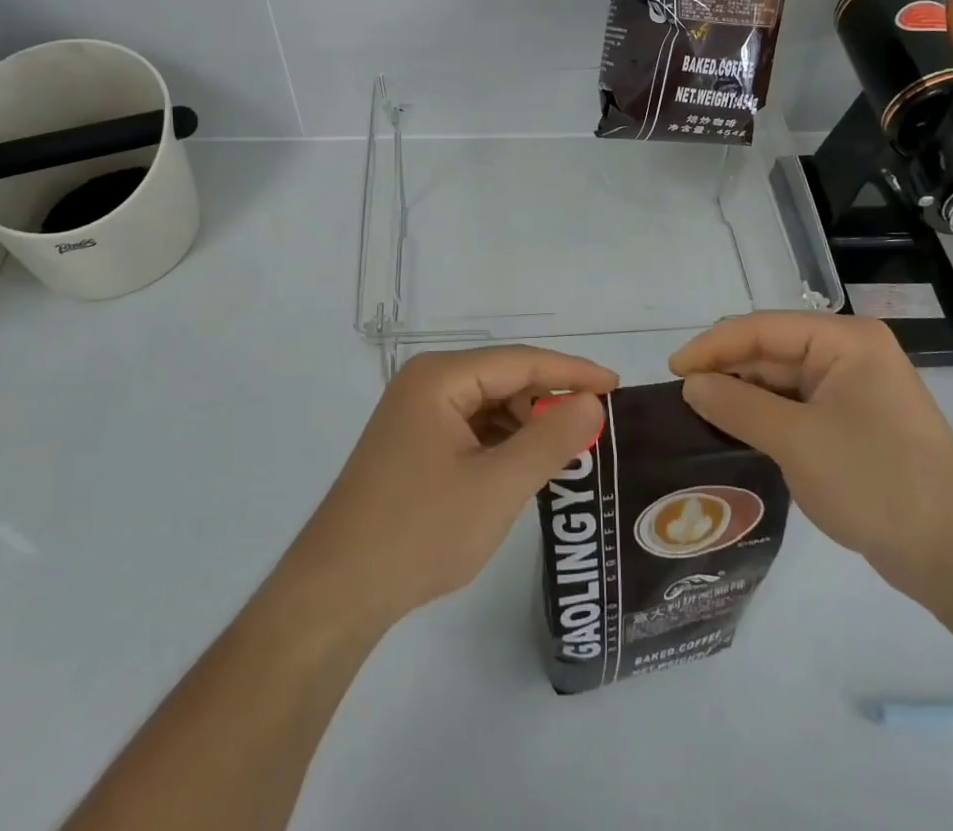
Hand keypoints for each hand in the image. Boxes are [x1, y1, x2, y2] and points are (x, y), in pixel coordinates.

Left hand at [283, 346, 615, 629]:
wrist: (337, 592)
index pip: (520, 361)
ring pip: (488, 405)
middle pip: (503, 379)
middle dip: (548, 401)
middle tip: (594, 428)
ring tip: (565, 452)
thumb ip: (549, 439)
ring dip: (525, 425)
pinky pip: (470, 429)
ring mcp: (415, 414)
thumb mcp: (497, 486)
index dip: (571, 370)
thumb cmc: (419, 531)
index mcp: (440, 377)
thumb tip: (591, 402)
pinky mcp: (412, 444)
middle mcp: (426, 383)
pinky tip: (523, 467)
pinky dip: (501, 443)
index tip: (616, 385)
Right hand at [669, 312, 952, 604]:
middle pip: (771, 349)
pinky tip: (736, 429)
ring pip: (782, 379)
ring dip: (743, 394)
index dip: (713, 345)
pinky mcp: (853, 422)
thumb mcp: (796, 441)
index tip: (672, 370)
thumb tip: (691, 384)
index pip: (762, 328)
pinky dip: (765, 415)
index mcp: (844, 340)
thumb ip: (737, 405)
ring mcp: (854, 389)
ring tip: (699, 412)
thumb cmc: (876, 482)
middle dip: (727, 369)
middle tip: (681, 396)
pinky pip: (797, 406)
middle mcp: (849, 353)